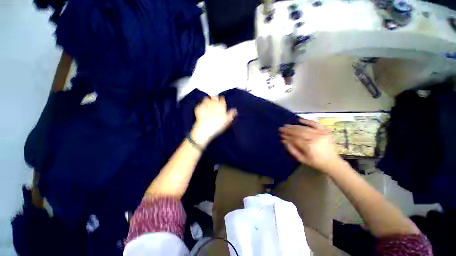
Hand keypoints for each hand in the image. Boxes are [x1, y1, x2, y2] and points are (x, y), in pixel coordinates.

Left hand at [191, 96, 236, 146]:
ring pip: (206, 98)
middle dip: (215, 99)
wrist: (205, 129)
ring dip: (207, 101)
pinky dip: (201, 106)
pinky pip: (200, 105)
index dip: (222, 101)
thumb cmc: (218, 125)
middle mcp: (213, 103)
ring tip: (208, 105)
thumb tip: (235, 109)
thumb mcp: (227, 121)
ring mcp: (204, 105)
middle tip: (215, 104)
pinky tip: (202, 110)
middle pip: (214, 97)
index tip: (222, 103)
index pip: (222, 99)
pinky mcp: (198, 108)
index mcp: (221, 105)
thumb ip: (231, 114)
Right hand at [280, 119, 342, 172]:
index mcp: (309, 146)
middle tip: (281, 128)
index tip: (281, 134)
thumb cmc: (315, 162)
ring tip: (287, 125)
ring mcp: (321, 133)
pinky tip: (299, 120)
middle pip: (298, 132)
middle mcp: (315, 138)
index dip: (287, 136)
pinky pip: (315, 124)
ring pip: (304, 128)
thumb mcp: (301, 159)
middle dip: (288, 130)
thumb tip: (283, 140)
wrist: (332, 162)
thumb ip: (292, 149)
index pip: (294, 139)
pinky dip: (307, 121)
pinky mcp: (325, 131)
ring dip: (294, 126)